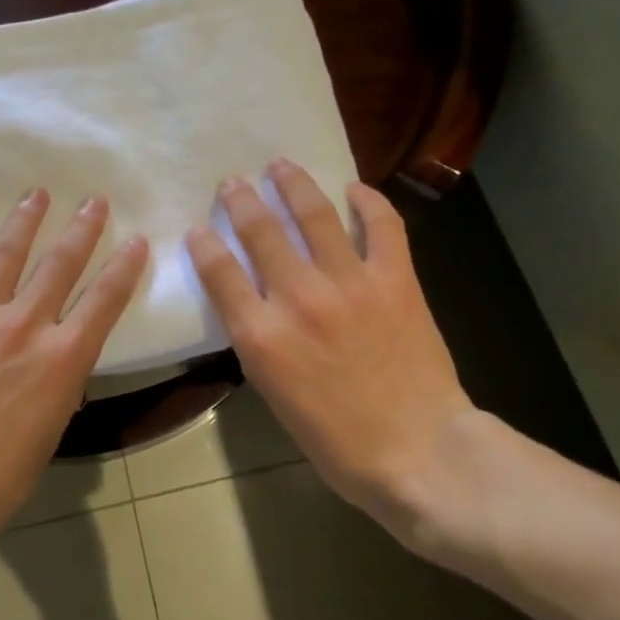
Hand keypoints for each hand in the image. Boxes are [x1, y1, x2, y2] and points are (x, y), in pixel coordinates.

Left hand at [0, 189, 147, 582]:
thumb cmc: (0, 474)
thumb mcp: (51, 429)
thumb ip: (59, 384)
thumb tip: (57, 363)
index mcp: (63, 356)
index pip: (106, 299)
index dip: (125, 266)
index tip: (137, 240)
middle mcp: (27, 324)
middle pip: (61, 263)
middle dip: (83, 228)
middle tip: (94, 201)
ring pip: (7, 253)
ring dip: (25, 220)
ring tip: (36, 194)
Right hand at [186, 160, 494, 553]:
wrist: (420, 453)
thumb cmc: (338, 441)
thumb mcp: (275, 395)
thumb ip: (259, 342)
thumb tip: (254, 304)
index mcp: (262, 335)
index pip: (218, 270)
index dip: (203, 243)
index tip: (198, 230)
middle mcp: (300, 298)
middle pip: (260, 231)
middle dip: (241, 200)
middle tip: (233, 183)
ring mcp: (351, 283)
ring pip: (315, 215)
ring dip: (293, 184)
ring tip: (280, 165)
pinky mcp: (395, 280)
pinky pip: (383, 226)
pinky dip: (369, 202)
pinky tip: (355, 189)